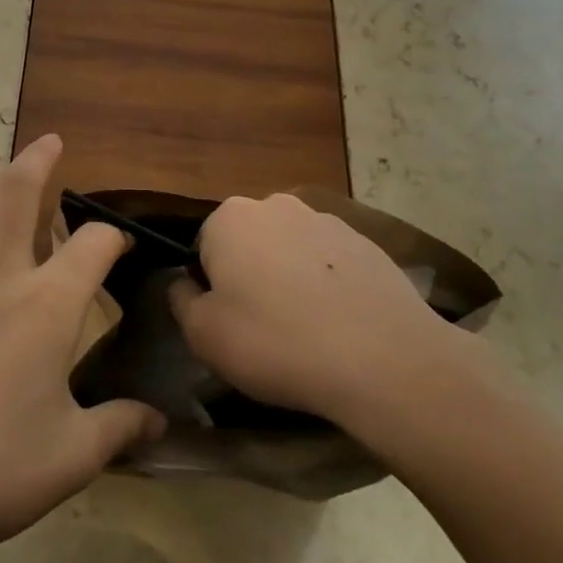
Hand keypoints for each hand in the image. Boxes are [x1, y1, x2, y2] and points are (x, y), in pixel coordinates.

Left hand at [0, 135, 164, 562]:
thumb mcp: (69, 458)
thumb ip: (119, 429)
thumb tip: (159, 424)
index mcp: (46, 304)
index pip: (93, 243)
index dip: (115, 237)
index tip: (123, 247)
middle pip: (15, 193)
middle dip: (38, 159)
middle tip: (51, 142)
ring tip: (5, 216)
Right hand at [171, 193, 470, 427]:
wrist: (381, 358)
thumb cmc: (275, 342)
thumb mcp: (203, 335)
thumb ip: (181, 300)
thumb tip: (183, 283)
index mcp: (230, 218)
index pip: (203, 246)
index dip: (209, 286)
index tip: (225, 321)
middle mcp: (277, 204)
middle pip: (249, 242)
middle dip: (249, 275)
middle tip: (262, 327)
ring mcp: (327, 220)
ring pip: (291, 250)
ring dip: (289, 278)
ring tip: (305, 330)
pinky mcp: (367, 242)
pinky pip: (331, 263)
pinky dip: (328, 285)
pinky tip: (339, 325)